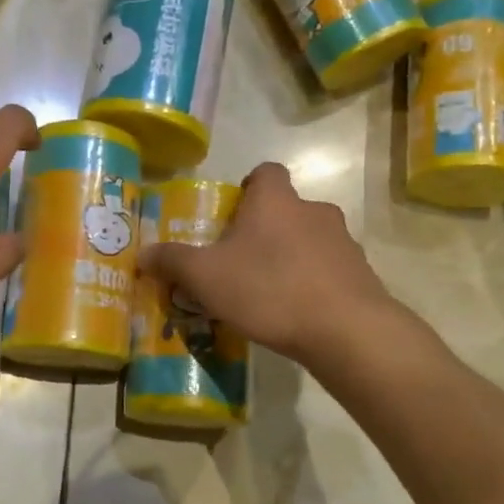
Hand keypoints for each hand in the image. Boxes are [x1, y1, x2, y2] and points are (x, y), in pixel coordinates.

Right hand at [139, 162, 431, 366]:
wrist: (345, 330)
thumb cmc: (268, 289)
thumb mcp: (206, 277)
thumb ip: (172, 261)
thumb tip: (143, 253)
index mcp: (275, 201)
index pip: (265, 173)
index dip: (248, 188)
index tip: (232, 215)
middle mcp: (313, 210)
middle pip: (285, 209)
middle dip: (264, 229)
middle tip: (240, 260)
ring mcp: (343, 242)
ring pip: (309, 239)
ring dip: (290, 256)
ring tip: (268, 292)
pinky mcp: (361, 274)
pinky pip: (328, 269)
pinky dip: (313, 282)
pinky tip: (296, 312)